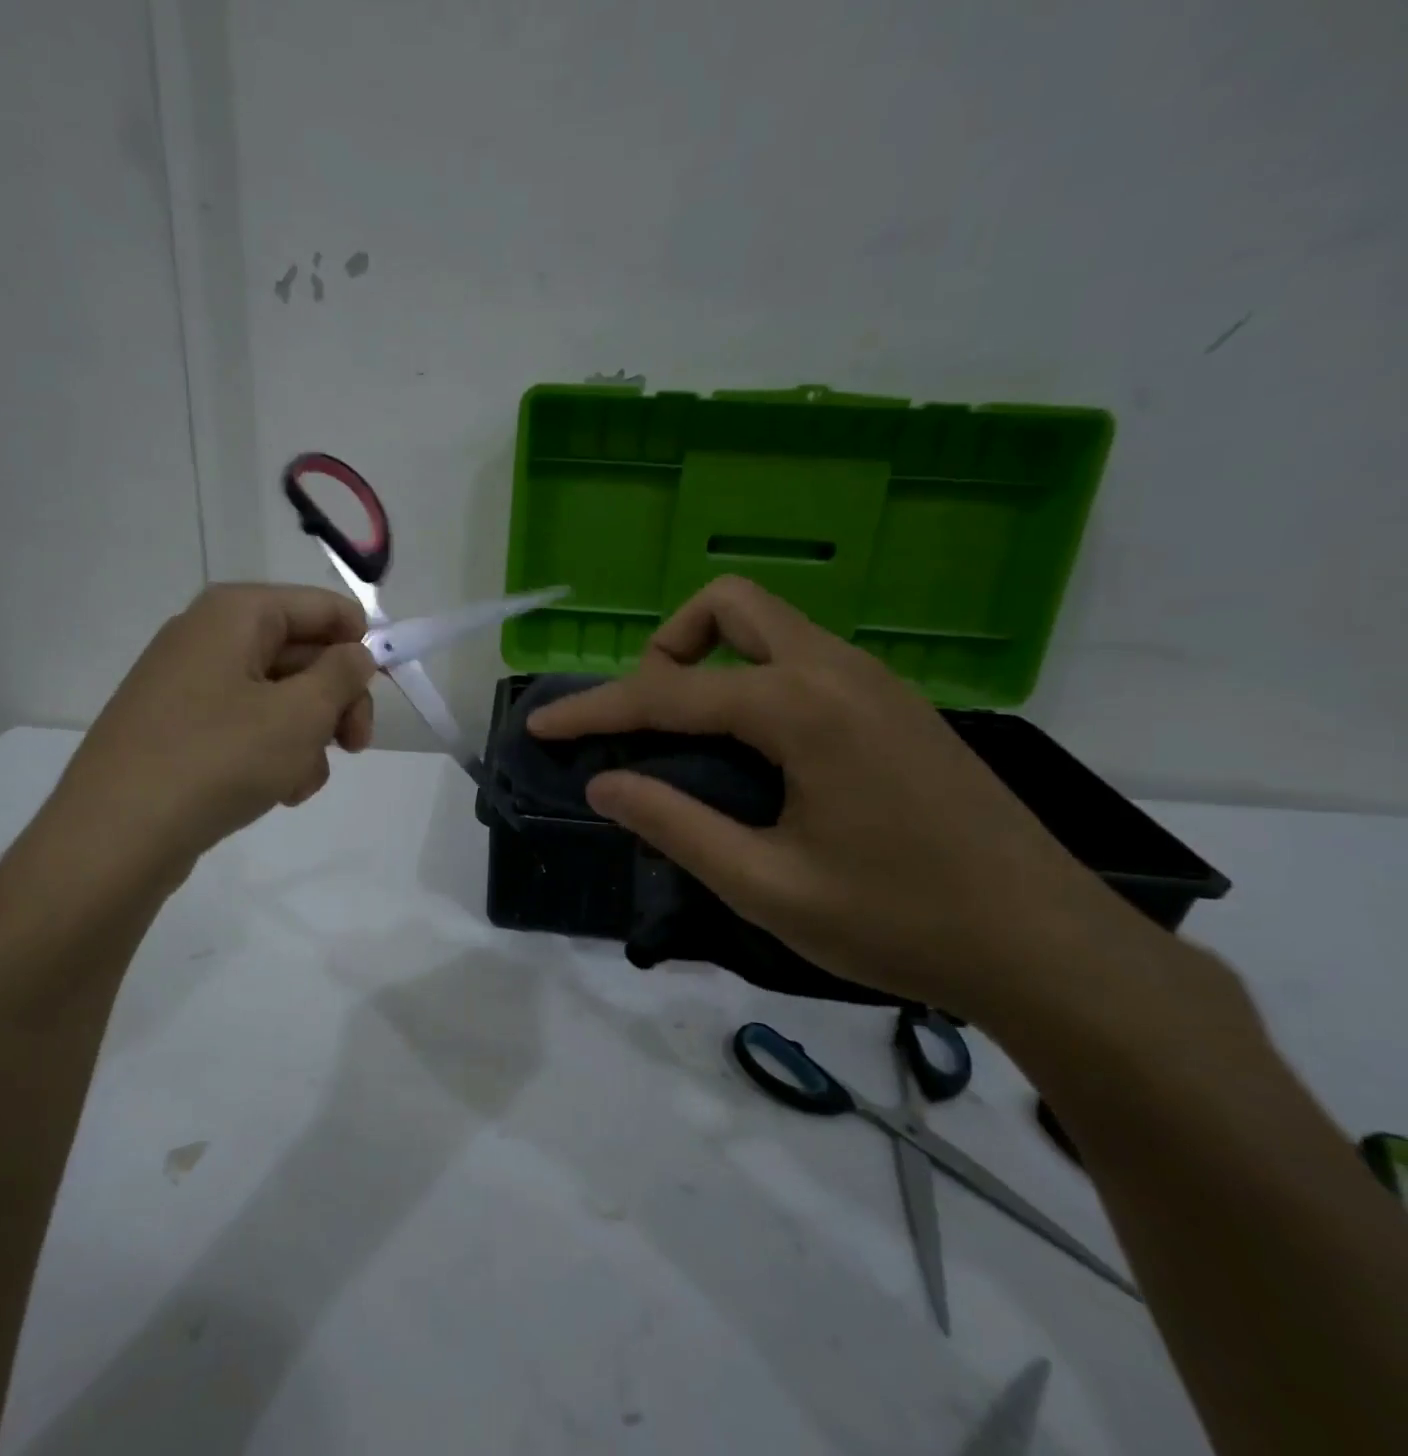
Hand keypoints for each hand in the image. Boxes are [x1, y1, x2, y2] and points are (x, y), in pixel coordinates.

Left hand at [48, 584, 375, 877]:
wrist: (116, 835)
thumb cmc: (219, 758)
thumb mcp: (300, 714)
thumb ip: (343, 675)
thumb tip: (357, 653)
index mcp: (237, 613)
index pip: (324, 608)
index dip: (363, 644)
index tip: (385, 691)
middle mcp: (209, 636)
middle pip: (303, 654)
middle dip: (335, 703)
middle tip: (357, 746)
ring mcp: (189, 684)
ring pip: (279, 699)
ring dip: (306, 739)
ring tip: (299, 783)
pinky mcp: (179, 728)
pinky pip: (246, 727)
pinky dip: (271, 755)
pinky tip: (275, 793)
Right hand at [527, 576, 1146, 1019]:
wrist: (1051, 948)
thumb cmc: (900, 922)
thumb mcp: (765, 885)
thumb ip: (674, 824)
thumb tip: (605, 784)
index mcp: (801, 708)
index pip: (667, 691)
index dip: (594, 710)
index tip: (542, 725)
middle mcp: (837, 671)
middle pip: (730, 606)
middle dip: (669, 647)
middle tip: (650, 717)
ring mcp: (876, 683)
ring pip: (772, 627)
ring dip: (712, 661)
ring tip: (692, 739)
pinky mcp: (898, 706)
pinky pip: (803, 661)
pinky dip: (755, 682)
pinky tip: (757, 754)